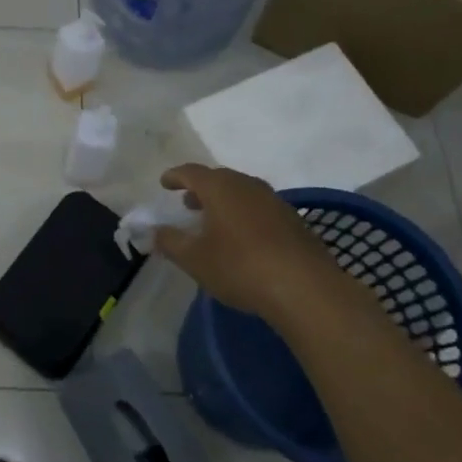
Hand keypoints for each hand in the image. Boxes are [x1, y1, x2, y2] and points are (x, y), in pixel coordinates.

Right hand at [153, 163, 359, 325]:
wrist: (305, 289)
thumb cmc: (240, 267)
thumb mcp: (195, 259)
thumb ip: (171, 242)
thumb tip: (156, 232)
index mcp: (220, 187)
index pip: (191, 172)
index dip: (175, 176)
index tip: (164, 183)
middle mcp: (248, 185)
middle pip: (219, 179)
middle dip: (201, 189)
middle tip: (188, 203)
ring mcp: (275, 201)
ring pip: (242, 192)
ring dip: (225, 202)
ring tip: (214, 221)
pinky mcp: (294, 221)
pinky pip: (260, 208)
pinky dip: (245, 215)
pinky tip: (244, 238)